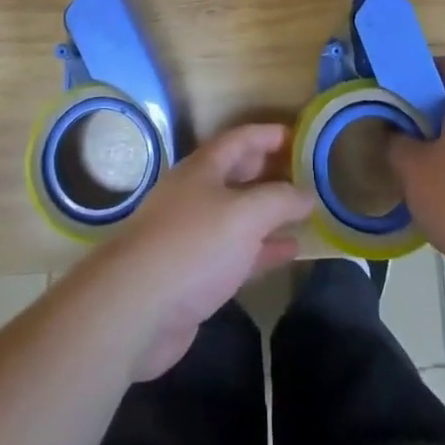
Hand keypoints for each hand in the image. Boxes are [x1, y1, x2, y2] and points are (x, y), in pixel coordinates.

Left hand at [80, 123, 313, 381]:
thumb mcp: (245, 214)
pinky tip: (290, 252)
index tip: (300, 136)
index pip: (240, 139)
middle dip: (270, 171)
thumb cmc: (193, 245)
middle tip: (306, 172)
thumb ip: (280, 200)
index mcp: (203, 169)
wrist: (136, 309)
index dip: (269, 135)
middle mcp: (196, 195)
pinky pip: (236, 252)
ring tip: (306, 212)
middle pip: (237, 174)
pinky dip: (263, 249)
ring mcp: (193, 235)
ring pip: (238, 215)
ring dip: (269, 213)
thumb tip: (308, 194)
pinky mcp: (195, 274)